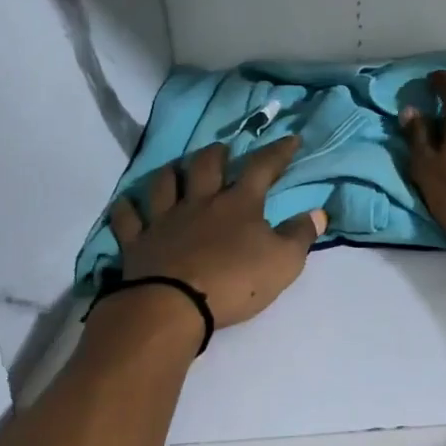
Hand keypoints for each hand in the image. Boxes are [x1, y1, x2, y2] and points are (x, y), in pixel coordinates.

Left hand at [107, 136, 327, 326]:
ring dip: (172, 172)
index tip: (291, 139)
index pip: (262, 167)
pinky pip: (127, 217)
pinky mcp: (137, 241)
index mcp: (239, 204)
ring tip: (177, 169)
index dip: (278, 152)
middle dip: (217, 153)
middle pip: (206, 165)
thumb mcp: (284, 262)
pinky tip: (128, 203)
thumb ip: (301, 235)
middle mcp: (200, 202)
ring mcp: (164, 219)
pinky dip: (127, 208)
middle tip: (223, 150)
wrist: (173, 307)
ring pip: (164, 183)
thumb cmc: (235, 282)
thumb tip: (318, 213)